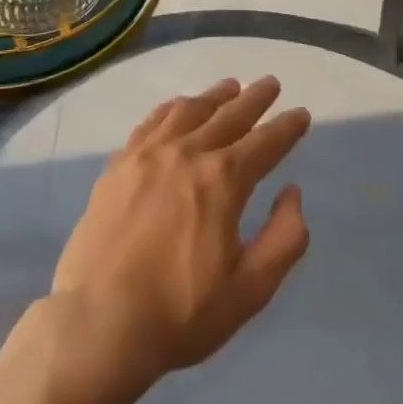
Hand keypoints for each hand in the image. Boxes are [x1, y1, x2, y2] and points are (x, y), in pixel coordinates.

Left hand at [47, 77, 311, 399]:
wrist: (101, 320)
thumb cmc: (181, 312)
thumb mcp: (250, 289)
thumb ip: (283, 239)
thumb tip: (293, 193)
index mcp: (223, 180)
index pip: (265, 143)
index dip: (286, 128)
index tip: (301, 113)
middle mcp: (188, 152)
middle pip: (228, 115)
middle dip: (254, 99)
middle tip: (271, 83)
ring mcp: (149, 153)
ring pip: (189, 110)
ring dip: (214, 96)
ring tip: (230, 86)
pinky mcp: (120, 162)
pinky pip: (152, 121)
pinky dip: (173, 107)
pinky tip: (179, 106)